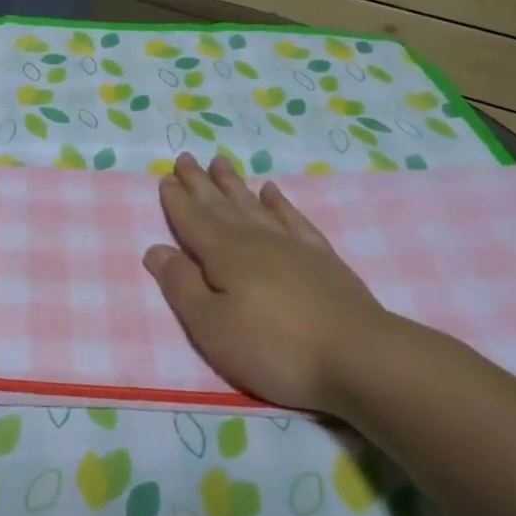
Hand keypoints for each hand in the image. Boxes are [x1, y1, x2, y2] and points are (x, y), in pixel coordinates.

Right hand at [143, 153, 398, 413]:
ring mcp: (292, 245)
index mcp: (223, 255)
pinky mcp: (321, 258)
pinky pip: (293, 218)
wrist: (359, 357)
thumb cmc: (273, 347)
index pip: (192, 221)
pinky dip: (279, 203)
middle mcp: (255, 240)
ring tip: (221, 163)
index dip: (177, 201)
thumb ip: (181, 286)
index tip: (165, 177)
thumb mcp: (211, 326)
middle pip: (220, 205)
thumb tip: (156, 249)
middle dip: (200, 183)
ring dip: (234, 184)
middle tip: (186, 158)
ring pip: (254, 205)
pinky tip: (272, 190)